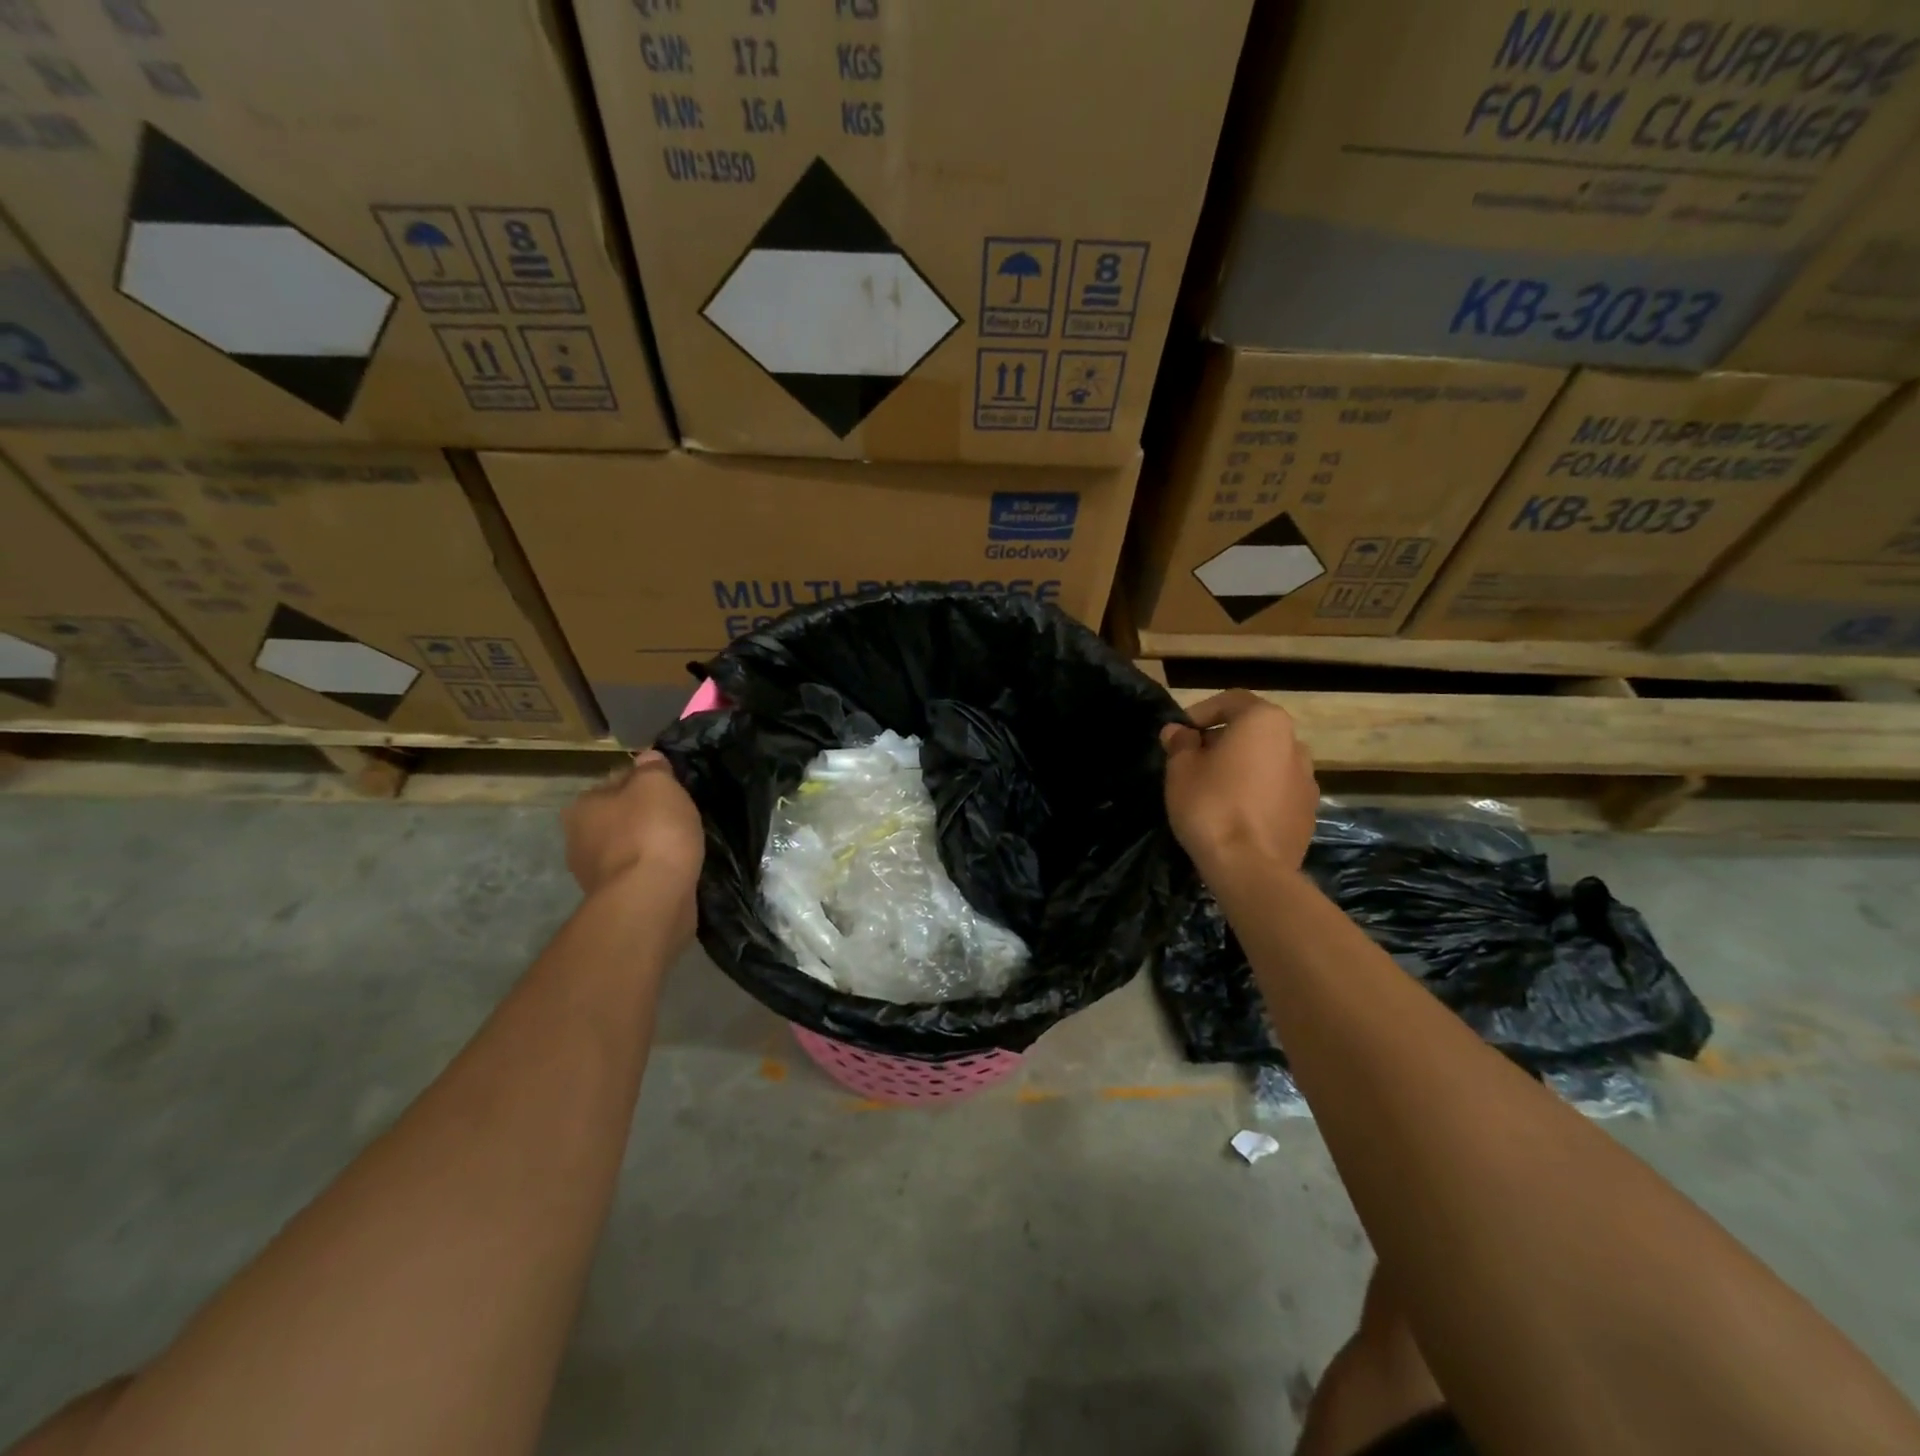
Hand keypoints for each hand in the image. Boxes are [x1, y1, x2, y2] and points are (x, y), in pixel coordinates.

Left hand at [562, 751, 704, 932]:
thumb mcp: (658, 784)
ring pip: (628, 847)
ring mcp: (594, 874)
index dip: (646, 781)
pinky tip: (674, 869)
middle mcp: (578, 839)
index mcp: (582, 806)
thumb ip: (653, 767)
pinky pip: (638, 874)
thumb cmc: (652, 832)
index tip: (672, 789)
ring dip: (649, 845)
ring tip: (681, 845)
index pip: (616, 782)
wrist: (651, 899)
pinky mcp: (615, 899)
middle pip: (619, 816)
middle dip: (645, 816)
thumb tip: (648, 759)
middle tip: (679, 817)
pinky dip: (653, 870)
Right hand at [1160, 690, 1317, 877]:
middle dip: (1222, 740)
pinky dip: (1257, 792)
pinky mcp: (1308, 811)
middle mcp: (1295, 742)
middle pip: (1253, 731)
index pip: (1231, 701)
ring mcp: (1307, 779)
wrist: (1251, 867)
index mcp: (1265, 722)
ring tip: (1214, 789)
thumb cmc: (1211, 805)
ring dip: (1242, 767)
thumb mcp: (1181, 769)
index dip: (1200, 712)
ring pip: (1267, 761)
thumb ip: (1180, 744)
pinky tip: (1235, 814)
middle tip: (1192, 760)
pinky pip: (1277, 790)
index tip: (1180, 734)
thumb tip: (1178, 732)